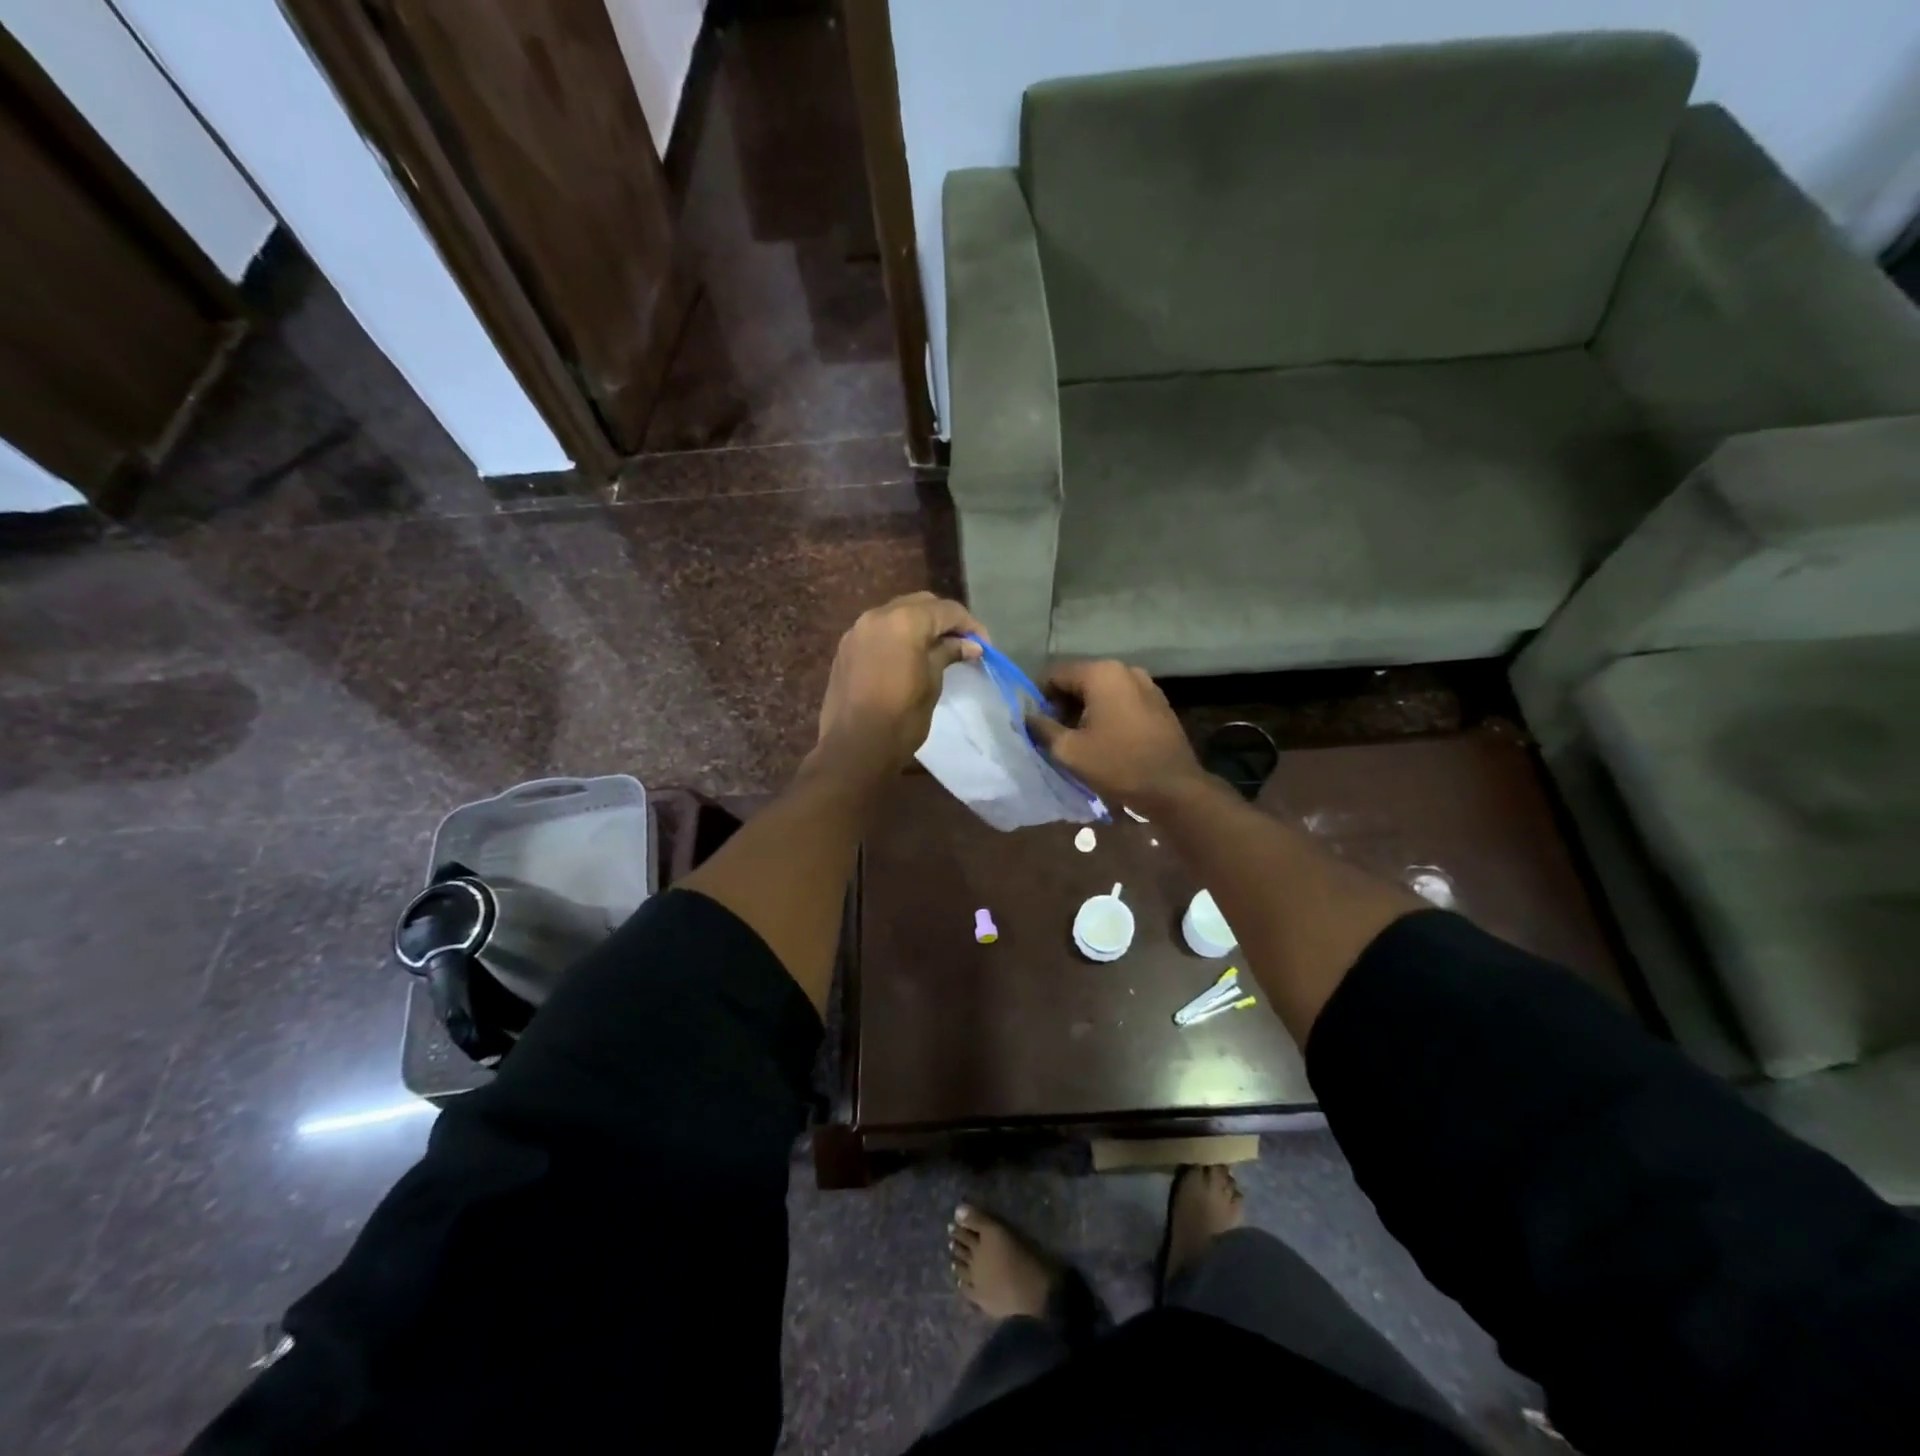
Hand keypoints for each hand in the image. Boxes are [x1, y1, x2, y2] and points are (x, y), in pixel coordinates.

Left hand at [813, 593, 984, 774]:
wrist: (854, 748)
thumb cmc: (901, 718)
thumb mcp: (932, 683)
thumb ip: (948, 654)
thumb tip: (969, 645)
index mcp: (904, 621)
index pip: (946, 610)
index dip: (970, 625)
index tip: (984, 647)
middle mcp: (877, 616)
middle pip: (920, 604)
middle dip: (944, 620)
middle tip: (963, 644)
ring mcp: (857, 630)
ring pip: (897, 614)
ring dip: (919, 625)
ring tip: (937, 650)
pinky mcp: (846, 648)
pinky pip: (878, 630)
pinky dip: (897, 636)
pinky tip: (908, 657)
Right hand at [1027, 660, 1204, 810]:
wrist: (1174, 788)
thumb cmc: (1118, 765)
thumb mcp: (1069, 751)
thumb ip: (1042, 728)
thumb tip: (1028, 716)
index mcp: (1101, 673)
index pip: (1055, 674)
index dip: (1039, 697)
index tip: (1036, 723)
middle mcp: (1124, 669)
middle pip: (1079, 679)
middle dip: (1063, 704)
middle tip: (1055, 734)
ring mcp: (1146, 684)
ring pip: (1101, 690)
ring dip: (1085, 710)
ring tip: (1079, 739)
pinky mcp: (1158, 702)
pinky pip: (1121, 700)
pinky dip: (1107, 713)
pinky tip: (1105, 739)